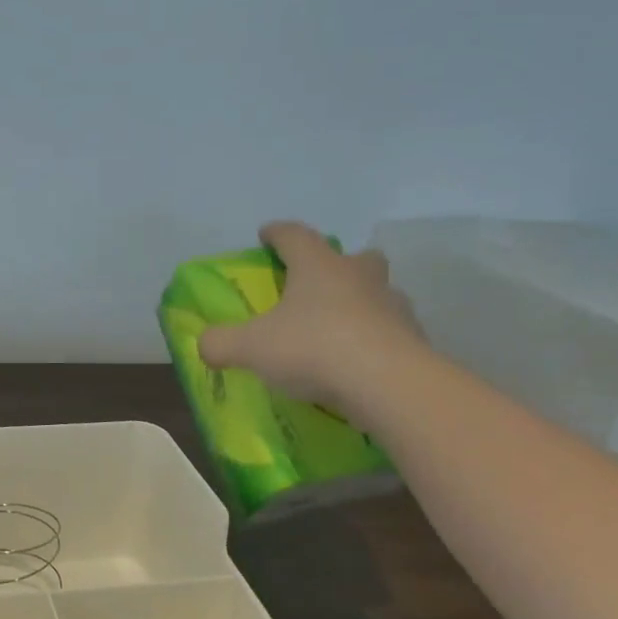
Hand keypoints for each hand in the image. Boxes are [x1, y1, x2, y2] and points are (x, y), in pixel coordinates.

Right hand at [197, 221, 425, 417]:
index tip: (266, 235)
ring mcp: (391, 306)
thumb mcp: (250, 348)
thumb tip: (204, 343)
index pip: (294, 235)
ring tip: (338, 328)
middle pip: (351, 257)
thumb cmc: (314, 348)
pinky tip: (359, 362)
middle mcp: (358, 276)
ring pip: (376, 292)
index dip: (277, 234)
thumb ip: (221, 343)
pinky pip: (390, 330)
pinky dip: (375, 339)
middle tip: (315, 284)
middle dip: (334, 265)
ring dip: (359, 302)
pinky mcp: (413, 338)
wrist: (388, 384)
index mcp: (317, 266)